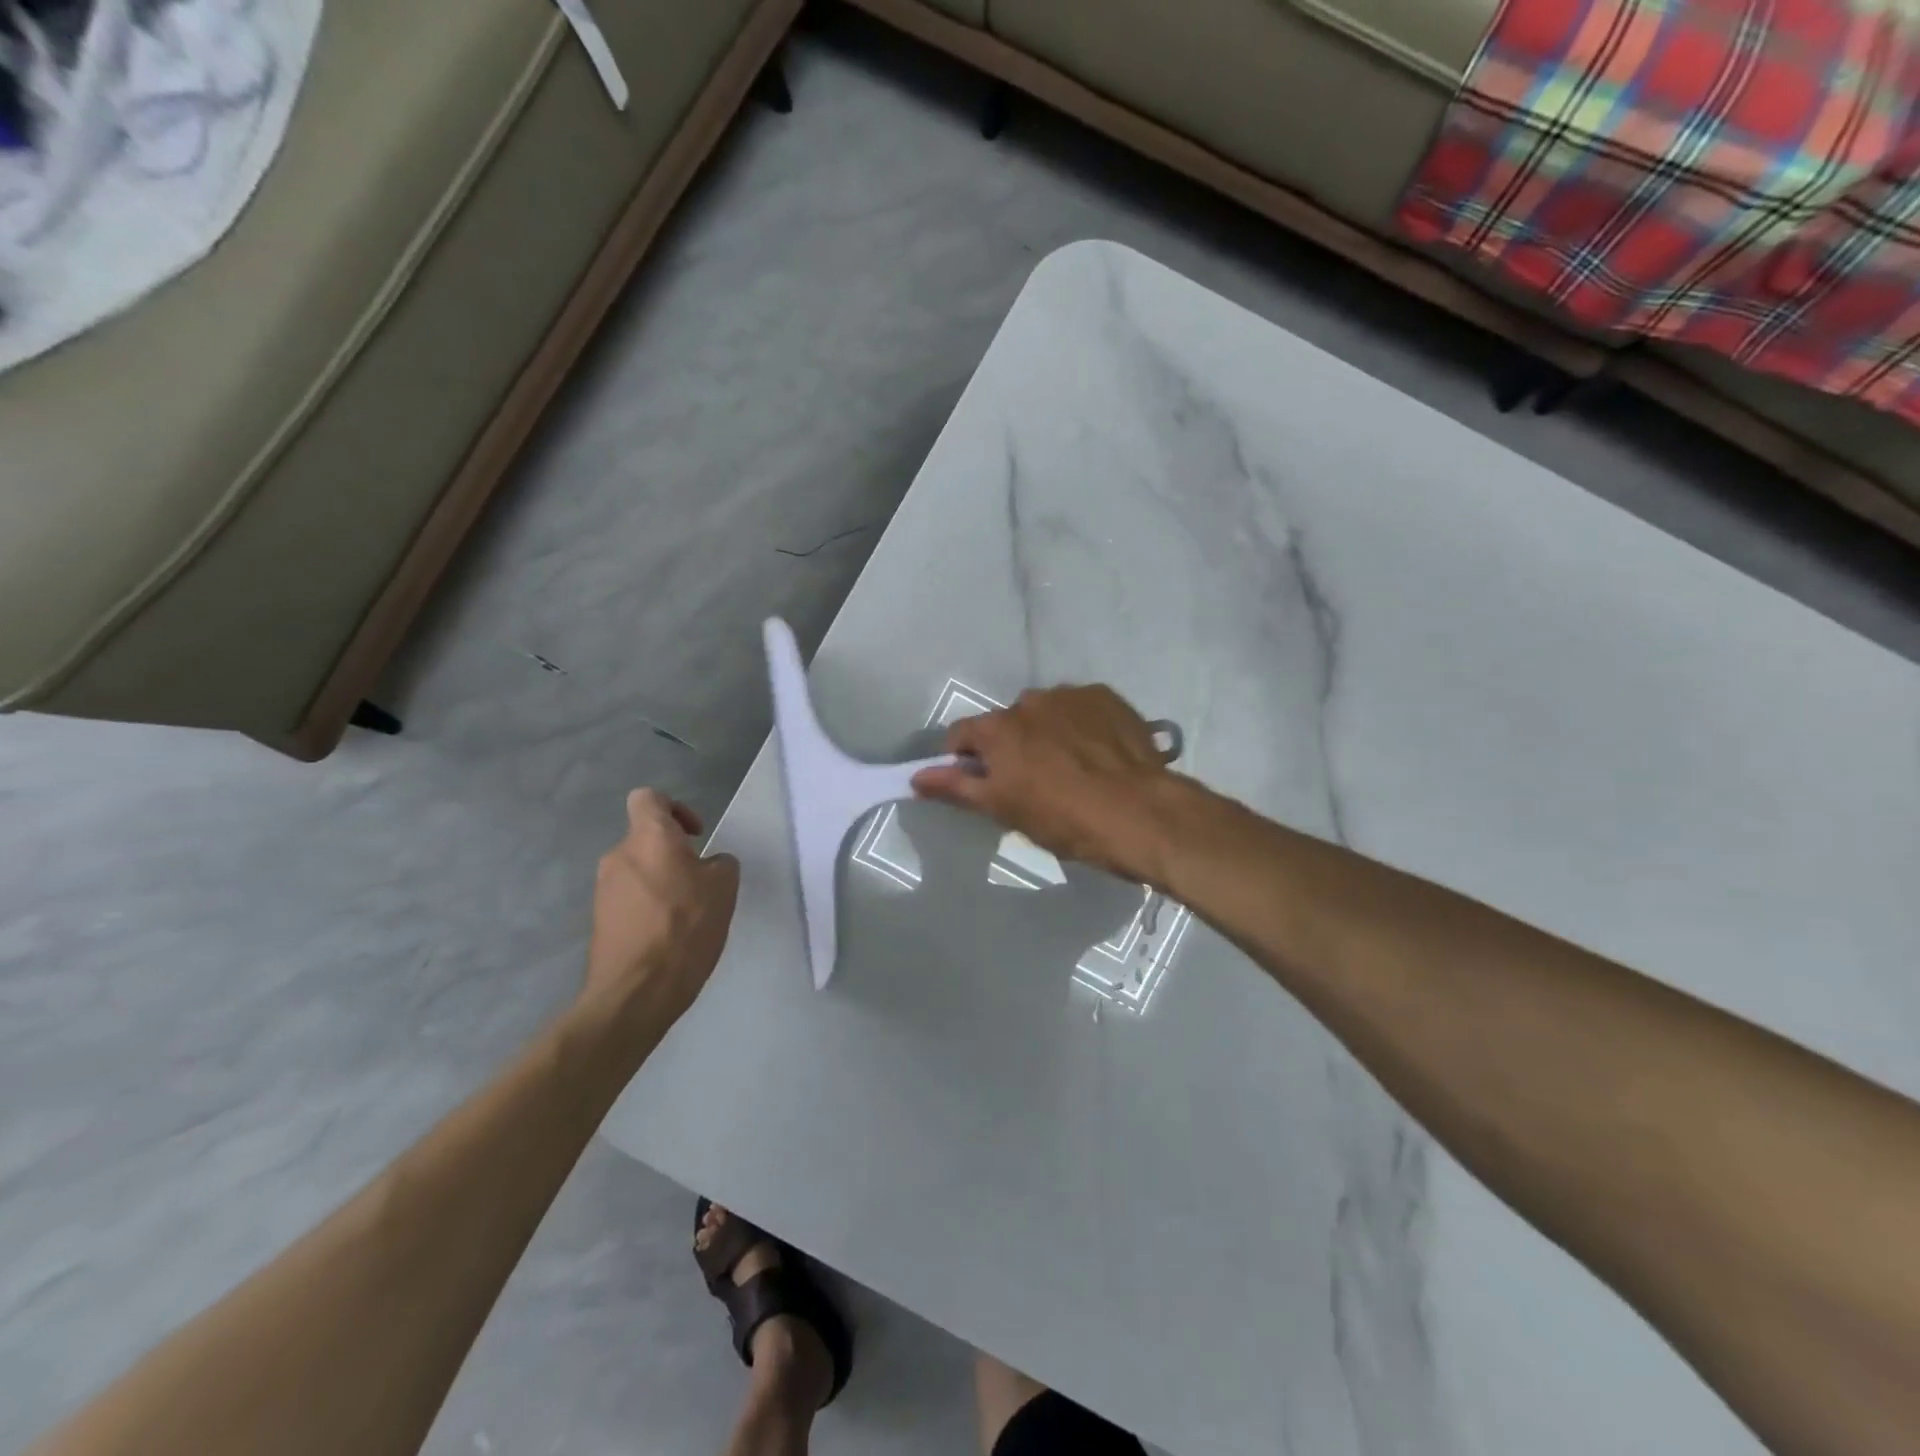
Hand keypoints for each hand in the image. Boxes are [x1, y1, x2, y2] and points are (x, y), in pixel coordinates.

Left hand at [582, 790, 740, 1035]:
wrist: (636, 992)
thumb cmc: (685, 927)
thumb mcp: (724, 888)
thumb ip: (720, 864)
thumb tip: (710, 864)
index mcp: (649, 838)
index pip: (648, 798)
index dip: (674, 808)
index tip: (696, 834)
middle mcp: (618, 856)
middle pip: (646, 840)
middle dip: (674, 855)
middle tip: (701, 883)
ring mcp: (603, 890)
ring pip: (638, 872)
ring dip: (661, 883)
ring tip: (687, 915)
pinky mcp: (599, 921)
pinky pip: (629, 900)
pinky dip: (648, 908)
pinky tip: (668, 936)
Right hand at [911, 685, 1180, 886]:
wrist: (1138, 812)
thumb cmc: (1062, 818)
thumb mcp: (1003, 809)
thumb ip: (956, 788)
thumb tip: (916, 777)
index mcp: (998, 728)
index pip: (962, 735)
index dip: (965, 760)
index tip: (982, 782)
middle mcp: (1029, 701)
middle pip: (1007, 723)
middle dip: (1012, 746)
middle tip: (1034, 780)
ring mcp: (1071, 695)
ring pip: (1046, 713)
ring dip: (1048, 732)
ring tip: (1073, 766)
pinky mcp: (1106, 697)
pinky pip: (1082, 709)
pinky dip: (1082, 725)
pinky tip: (1099, 753)